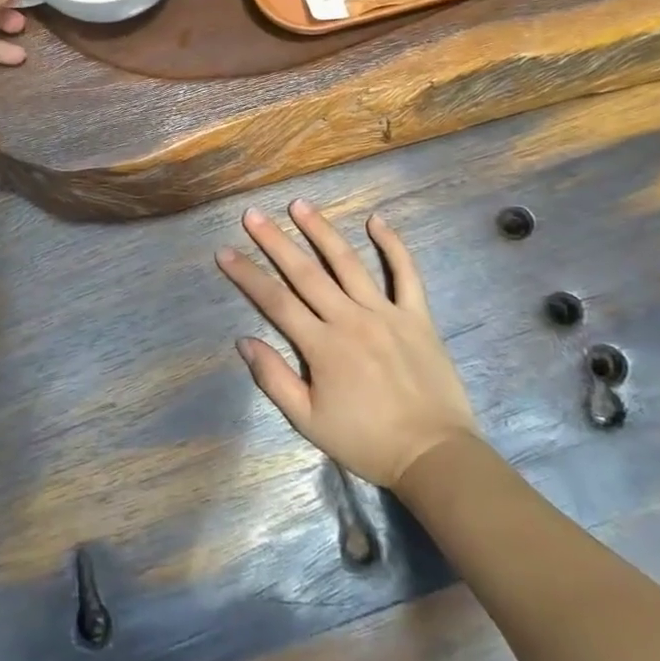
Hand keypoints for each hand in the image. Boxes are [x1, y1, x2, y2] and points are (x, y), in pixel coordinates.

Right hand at [217, 200, 475, 487]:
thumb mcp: (308, 420)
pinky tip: (377, 220)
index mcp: (322, 346)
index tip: (225, 252)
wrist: (434, 455)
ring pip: (348, 263)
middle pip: (305, 272)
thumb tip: (244, 340)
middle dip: (275, 241)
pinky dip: (393, 245)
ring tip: (299, 205)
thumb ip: (274, 378)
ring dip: (321, 231)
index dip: (247, 275)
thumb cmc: (366, 441)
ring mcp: (386, 313)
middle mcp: (350, 319)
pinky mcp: (417, 316)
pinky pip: (405, 273)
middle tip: (253, 215)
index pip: (275, 301)